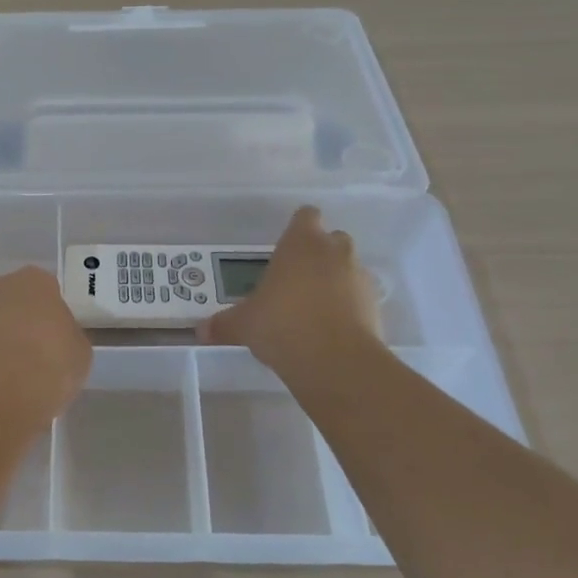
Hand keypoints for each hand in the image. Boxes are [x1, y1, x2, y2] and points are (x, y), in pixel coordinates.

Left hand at [0, 267, 91, 424]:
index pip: (47, 290)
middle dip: (20, 323)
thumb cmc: (47, 368)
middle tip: (34, 357)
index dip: (52, 317)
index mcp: (33, 281)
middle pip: (12, 302)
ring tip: (9, 380)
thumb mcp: (80, 354)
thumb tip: (57, 340)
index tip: (57, 341)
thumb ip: (68, 337)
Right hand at [198, 207, 382, 383]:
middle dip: (319, 254)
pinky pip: (361, 297)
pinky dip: (351, 307)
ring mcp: (360, 277)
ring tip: (315, 307)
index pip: (306, 216)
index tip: (287, 245)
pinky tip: (332, 328)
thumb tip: (200, 331)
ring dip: (337, 280)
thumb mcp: (243, 324)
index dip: (298, 228)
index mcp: (301, 242)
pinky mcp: (376, 306)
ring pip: (349, 268)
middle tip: (297, 277)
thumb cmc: (281, 324)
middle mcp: (334, 251)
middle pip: (332, 239)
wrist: (334, 361)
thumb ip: (224, 323)